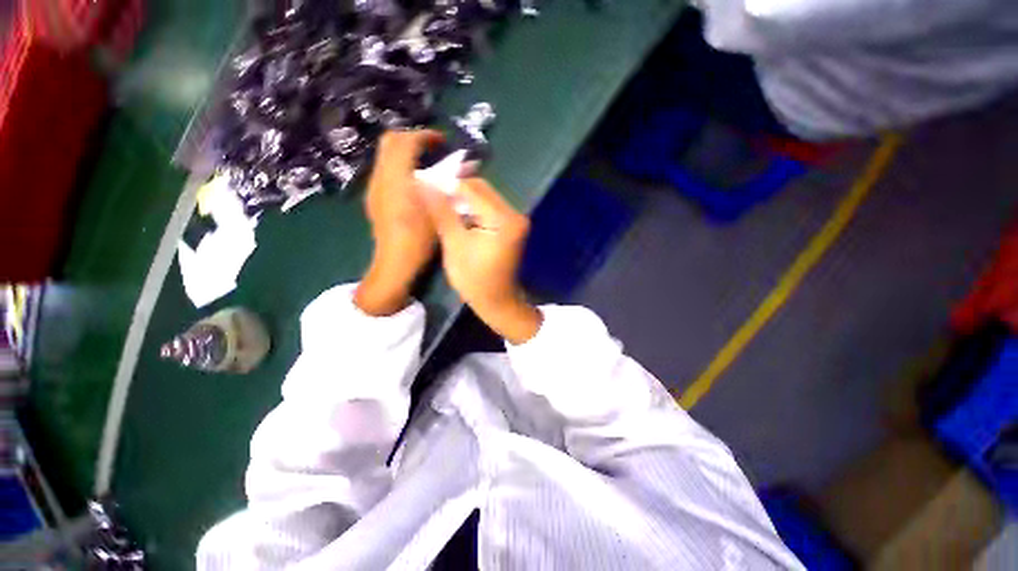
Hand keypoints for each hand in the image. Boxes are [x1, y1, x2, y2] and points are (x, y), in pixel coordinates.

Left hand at [356, 129, 442, 315]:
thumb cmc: (419, 238)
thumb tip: (458, 169)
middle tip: (433, 148)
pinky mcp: (374, 197)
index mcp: (397, 178)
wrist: (394, 262)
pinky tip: (414, 182)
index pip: (406, 141)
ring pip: (385, 155)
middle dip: (412, 138)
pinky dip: (399, 165)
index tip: (443, 141)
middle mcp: (381, 177)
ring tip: (427, 163)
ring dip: (405, 151)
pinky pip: (385, 169)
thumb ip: (445, 187)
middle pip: (390, 141)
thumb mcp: (437, 211)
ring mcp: (374, 187)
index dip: (425, 135)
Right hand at [421, 178, 542, 343]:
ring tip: (438, 203)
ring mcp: (514, 219)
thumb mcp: (455, 246)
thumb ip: (441, 212)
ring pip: (483, 197)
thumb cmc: (475, 281)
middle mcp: (515, 214)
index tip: (421, 182)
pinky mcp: (510, 225)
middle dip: (453, 189)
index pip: (472, 189)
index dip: (445, 183)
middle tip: (428, 193)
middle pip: (480, 189)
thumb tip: (422, 182)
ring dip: (461, 198)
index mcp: (504, 220)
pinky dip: (470, 208)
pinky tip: (454, 213)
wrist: (497, 302)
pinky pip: (487, 208)